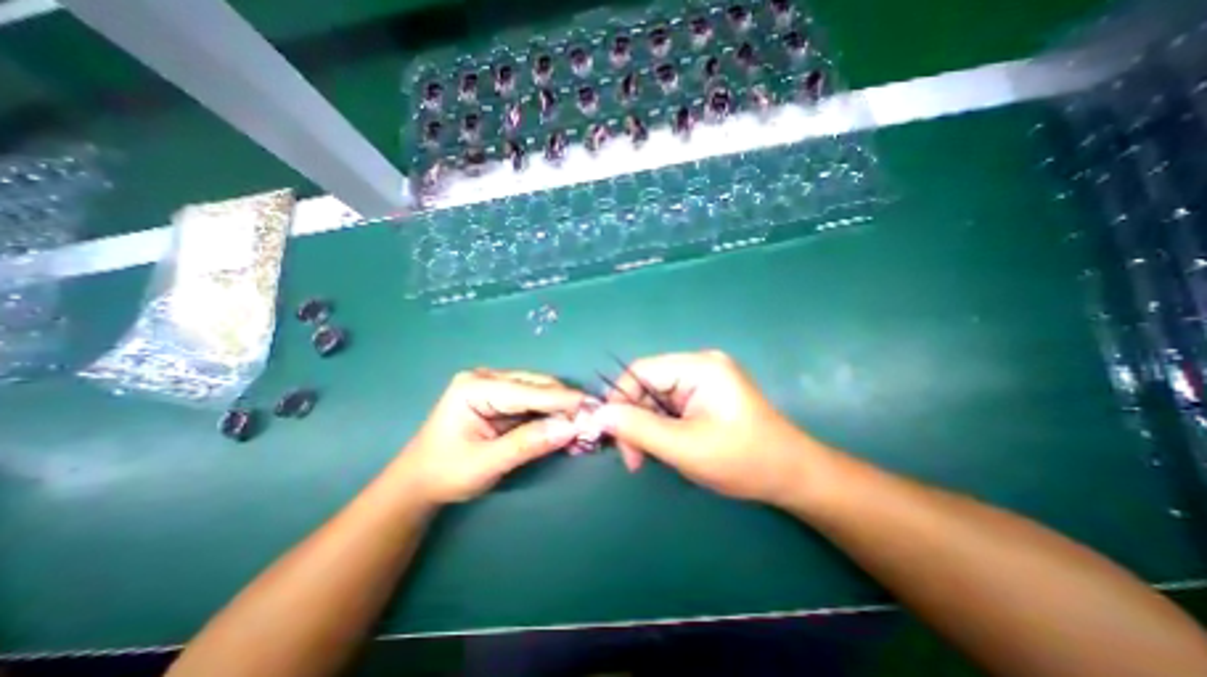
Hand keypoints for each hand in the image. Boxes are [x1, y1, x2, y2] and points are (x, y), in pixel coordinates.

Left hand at [397, 370, 583, 507]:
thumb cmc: (445, 473)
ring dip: (562, 409)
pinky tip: (567, 425)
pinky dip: (552, 414)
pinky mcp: (502, 398)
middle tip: (592, 421)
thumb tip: (570, 428)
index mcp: (475, 387)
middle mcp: (487, 378)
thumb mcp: (486, 463)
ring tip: (584, 425)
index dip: (563, 400)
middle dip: (566, 403)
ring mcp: (495, 386)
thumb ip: (528, 443)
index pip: (528, 390)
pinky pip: (534, 402)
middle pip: (537, 386)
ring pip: (540, 392)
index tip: (594, 408)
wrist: (419, 482)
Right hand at [593, 351, 831, 503]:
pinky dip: (662, 427)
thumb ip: (639, 429)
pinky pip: (670, 405)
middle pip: (647, 384)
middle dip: (635, 420)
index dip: (620, 400)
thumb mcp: (685, 447)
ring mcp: (704, 380)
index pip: (641, 371)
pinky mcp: (705, 395)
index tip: (614, 437)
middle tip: (635, 458)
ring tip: (651, 457)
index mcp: (699, 367)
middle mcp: (699, 365)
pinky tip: (668, 447)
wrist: (793, 476)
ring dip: (648, 427)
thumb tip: (599, 415)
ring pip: (656, 398)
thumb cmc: (744, 460)